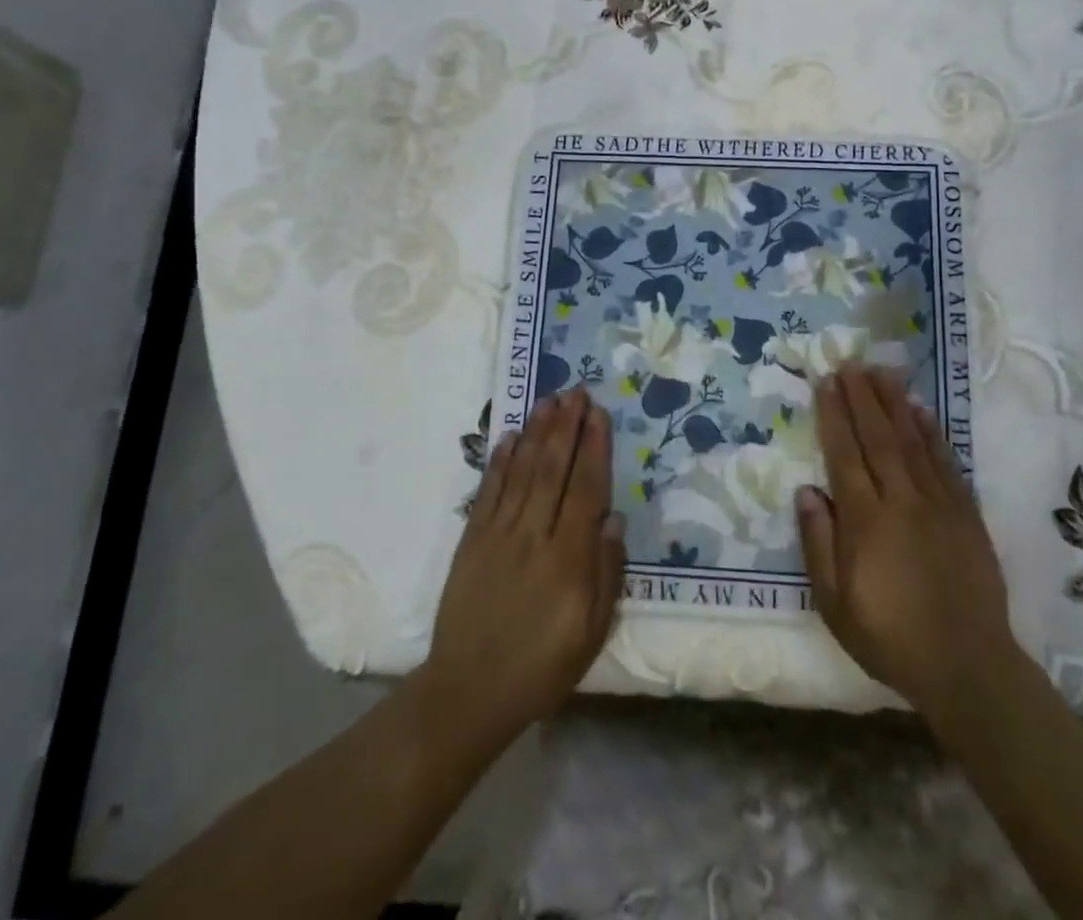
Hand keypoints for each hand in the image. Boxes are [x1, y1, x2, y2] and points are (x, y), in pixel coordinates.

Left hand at [422, 388, 625, 742]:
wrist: (468, 692)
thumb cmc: (541, 668)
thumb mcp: (591, 633)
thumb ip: (606, 573)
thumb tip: (614, 518)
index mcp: (568, 559)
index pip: (585, 490)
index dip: (594, 448)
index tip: (599, 414)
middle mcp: (533, 536)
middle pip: (553, 470)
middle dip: (566, 427)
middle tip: (576, 391)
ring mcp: (498, 535)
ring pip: (522, 472)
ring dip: (536, 432)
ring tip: (549, 400)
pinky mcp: (471, 541)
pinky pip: (488, 492)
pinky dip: (499, 462)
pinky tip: (509, 437)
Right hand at [796, 366, 1021, 721]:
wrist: (968, 667)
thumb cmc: (890, 638)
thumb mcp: (836, 604)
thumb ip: (819, 544)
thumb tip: (806, 491)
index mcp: (866, 522)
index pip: (845, 455)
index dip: (834, 415)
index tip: (826, 382)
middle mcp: (902, 501)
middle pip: (878, 438)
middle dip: (862, 397)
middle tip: (851, 363)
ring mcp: (938, 505)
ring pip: (912, 442)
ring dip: (895, 403)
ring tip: (882, 372)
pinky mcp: (965, 514)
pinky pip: (946, 463)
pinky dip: (932, 433)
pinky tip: (922, 411)